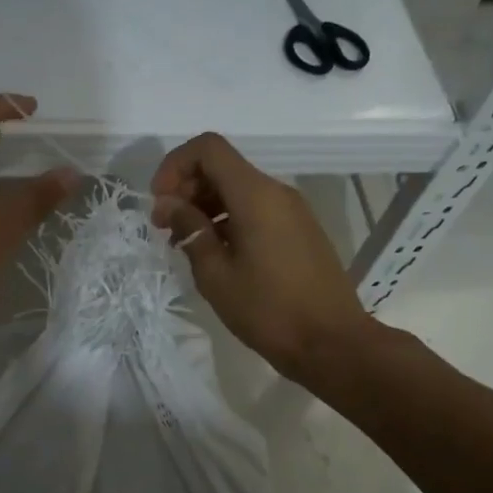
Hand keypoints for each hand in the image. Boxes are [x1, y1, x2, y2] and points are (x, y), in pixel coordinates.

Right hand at [151, 132, 369, 383]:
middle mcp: (277, 192)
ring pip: (238, 188)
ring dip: (205, 205)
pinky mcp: (299, 230)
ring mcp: (292, 211)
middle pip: (222, 166)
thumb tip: (169, 203)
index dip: (175, 165)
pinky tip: (215, 252)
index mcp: (255, 195)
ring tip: (185, 243)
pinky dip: (228, 218)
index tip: (160, 202)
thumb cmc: (269, 310)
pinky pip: (256, 208)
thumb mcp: (216, 274)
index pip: (208, 148)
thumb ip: (190, 230)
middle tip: (165, 227)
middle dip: (186, 187)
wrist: (332, 344)